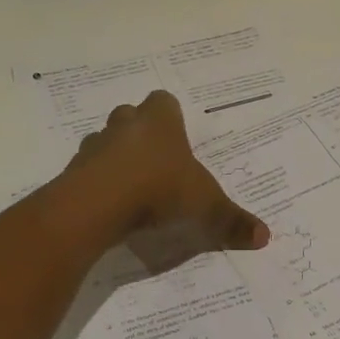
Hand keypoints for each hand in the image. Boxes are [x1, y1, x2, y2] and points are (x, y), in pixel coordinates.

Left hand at [70, 91, 269, 270]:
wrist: (97, 204)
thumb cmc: (158, 189)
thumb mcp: (204, 207)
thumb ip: (231, 220)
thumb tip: (265, 236)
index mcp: (159, 121)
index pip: (164, 102)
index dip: (170, 118)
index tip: (177, 140)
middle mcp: (125, 125)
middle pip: (131, 117)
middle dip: (141, 135)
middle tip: (156, 163)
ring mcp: (95, 146)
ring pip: (106, 142)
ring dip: (116, 159)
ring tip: (132, 188)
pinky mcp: (73, 171)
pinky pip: (88, 171)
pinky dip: (98, 183)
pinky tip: (111, 206)